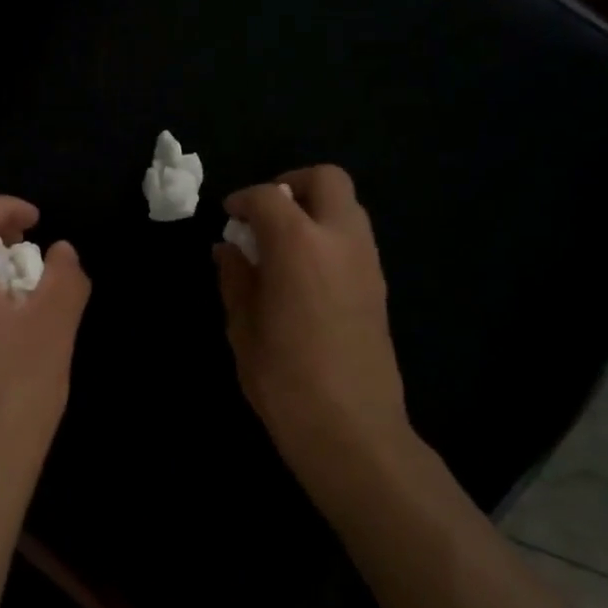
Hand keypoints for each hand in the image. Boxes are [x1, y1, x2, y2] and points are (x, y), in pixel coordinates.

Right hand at [214, 166, 417, 484]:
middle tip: (264, 216)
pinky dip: (329, 235)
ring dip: (314, 209)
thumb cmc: (283, 379)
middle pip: (326, 180)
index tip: (228, 217)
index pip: (269, 196)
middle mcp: (341, 240)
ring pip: (347, 206)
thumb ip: (236, 277)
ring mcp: (367, 261)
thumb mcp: (243, 327)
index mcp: (299, 245)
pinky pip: (355, 237)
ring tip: (282, 245)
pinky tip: (304, 272)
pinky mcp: (379, 285)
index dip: (243, 199)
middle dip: (292, 185)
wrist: (351, 428)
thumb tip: (229, 248)